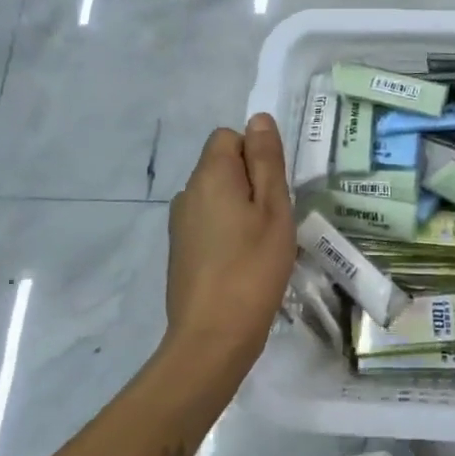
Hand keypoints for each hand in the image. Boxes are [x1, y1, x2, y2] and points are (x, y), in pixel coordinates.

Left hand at [162, 115, 295, 393]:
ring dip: (240, 208)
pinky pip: (209, 222)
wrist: (212, 337)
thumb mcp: (273, 208)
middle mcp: (187, 193)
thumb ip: (266, 160)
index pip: (229, 137)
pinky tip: (244, 262)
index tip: (274, 189)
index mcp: (209, 176)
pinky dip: (228, 231)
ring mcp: (180, 224)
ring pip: (217, 196)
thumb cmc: (253, 267)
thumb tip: (258, 118)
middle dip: (250, 182)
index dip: (255, 154)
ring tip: (263, 243)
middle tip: (274, 219)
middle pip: (222, 166)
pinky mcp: (181, 251)